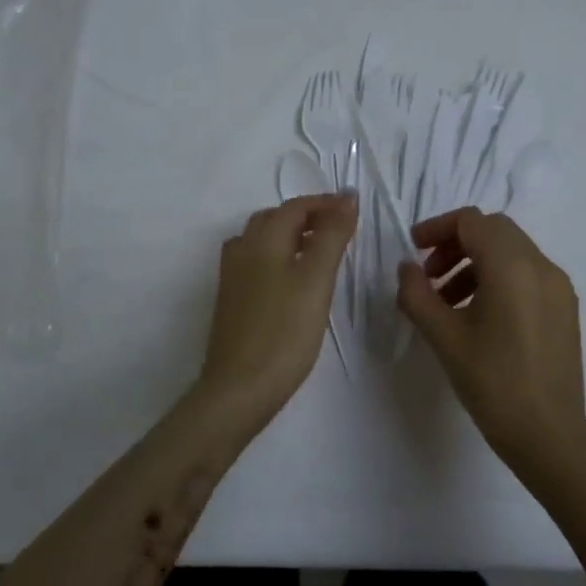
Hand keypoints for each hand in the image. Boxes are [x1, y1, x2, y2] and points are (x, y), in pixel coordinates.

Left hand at [195, 193, 356, 420]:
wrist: (239, 388)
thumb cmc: (284, 332)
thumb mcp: (316, 280)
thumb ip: (331, 235)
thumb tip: (346, 197)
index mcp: (261, 239)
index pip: (295, 207)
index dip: (325, 203)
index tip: (355, 209)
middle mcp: (241, 250)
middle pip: (275, 219)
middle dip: (308, 217)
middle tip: (340, 229)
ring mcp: (232, 276)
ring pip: (262, 241)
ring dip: (291, 236)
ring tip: (320, 252)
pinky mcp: (231, 301)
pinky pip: (256, 263)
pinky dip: (279, 257)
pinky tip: (293, 280)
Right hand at [397, 208, 585, 479]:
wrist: (550, 435)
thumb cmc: (493, 383)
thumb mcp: (444, 337)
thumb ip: (417, 294)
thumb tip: (406, 268)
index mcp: (512, 266)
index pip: (471, 221)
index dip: (437, 228)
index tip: (413, 250)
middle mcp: (541, 266)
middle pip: (493, 230)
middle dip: (456, 243)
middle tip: (429, 274)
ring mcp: (559, 287)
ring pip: (511, 251)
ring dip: (475, 261)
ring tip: (448, 301)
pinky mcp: (565, 308)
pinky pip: (527, 274)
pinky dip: (498, 278)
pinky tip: (478, 315)